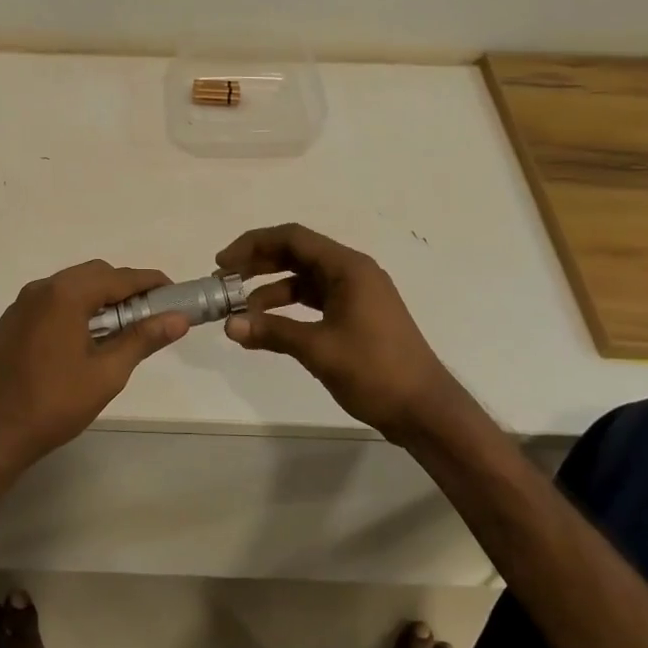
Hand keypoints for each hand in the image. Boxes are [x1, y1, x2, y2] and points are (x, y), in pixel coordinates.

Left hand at [0, 260, 188, 476]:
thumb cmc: (55, 403)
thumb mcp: (107, 373)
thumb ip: (143, 338)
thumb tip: (178, 319)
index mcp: (66, 295)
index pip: (119, 277)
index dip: (149, 282)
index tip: (173, 292)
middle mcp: (40, 290)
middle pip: (92, 274)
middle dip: (123, 288)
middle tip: (146, 314)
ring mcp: (18, 307)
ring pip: (67, 287)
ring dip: (95, 298)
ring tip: (115, 329)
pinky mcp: (6, 326)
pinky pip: (46, 305)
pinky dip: (69, 310)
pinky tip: (76, 341)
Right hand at [216, 223, 457, 438]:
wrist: (424, 409)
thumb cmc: (375, 371)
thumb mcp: (318, 349)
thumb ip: (272, 331)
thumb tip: (230, 324)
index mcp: (348, 268)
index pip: (293, 238)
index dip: (253, 245)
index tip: (222, 263)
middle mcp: (353, 273)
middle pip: (297, 254)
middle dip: (258, 264)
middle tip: (224, 281)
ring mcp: (357, 295)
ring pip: (304, 279)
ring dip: (271, 289)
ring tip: (240, 309)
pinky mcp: (357, 316)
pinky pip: (315, 301)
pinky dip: (289, 309)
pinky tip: (267, 326)